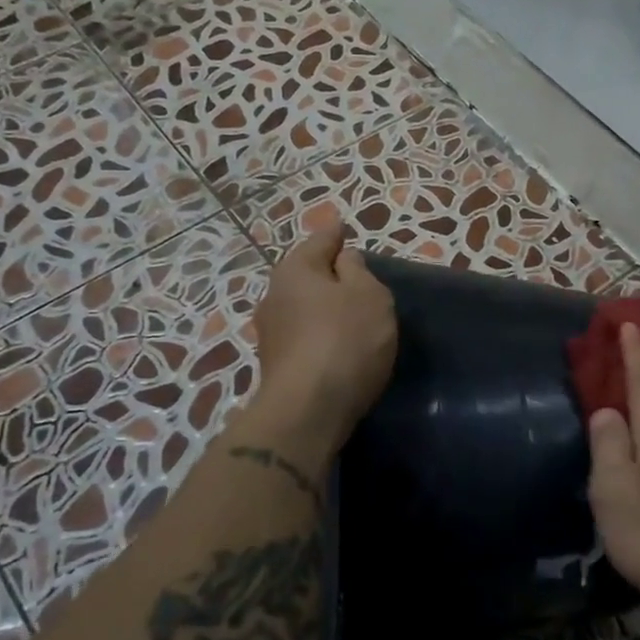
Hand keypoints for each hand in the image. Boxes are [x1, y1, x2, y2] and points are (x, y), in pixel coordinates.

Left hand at [252, 225, 397, 443]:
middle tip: (357, 277)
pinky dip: (320, 334)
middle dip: (328, 274)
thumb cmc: (345, 340)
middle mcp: (274, 295)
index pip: (320, 240)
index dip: (336, 235)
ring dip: (323, 308)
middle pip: (307, 275)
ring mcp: (271, 333)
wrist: (309, 410)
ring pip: (303, 307)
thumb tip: (344, 260)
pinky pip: (304, 336)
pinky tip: (338, 345)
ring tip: (351, 314)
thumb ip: (358, 271)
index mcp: (295, 269)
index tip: (344, 229)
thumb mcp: (369, 295)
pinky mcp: (276, 365)